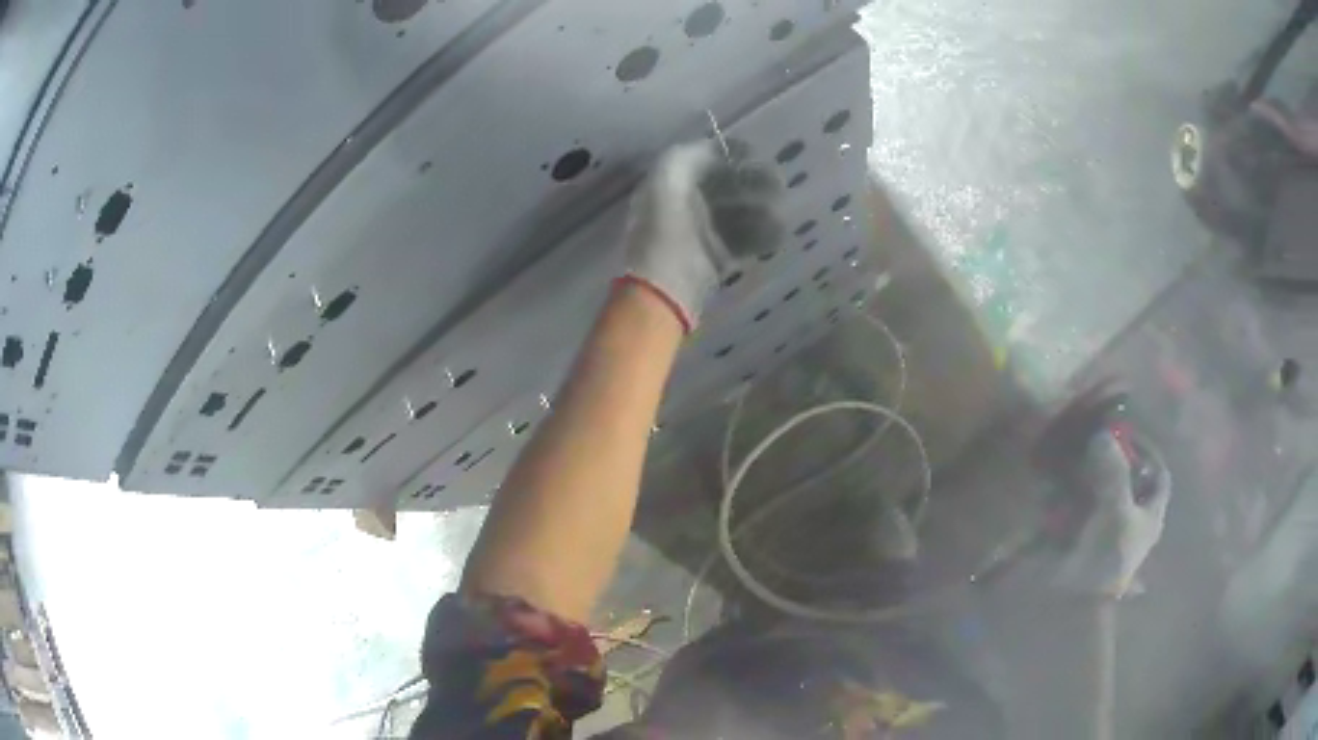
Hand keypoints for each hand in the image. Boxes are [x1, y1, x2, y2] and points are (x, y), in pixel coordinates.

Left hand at [622, 141, 781, 332]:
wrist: (666, 286)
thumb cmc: (665, 228)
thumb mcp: (668, 176)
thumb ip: (690, 154)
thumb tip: (714, 147)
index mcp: (670, 183)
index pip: (704, 160)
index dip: (729, 153)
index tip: (755, 153)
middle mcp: (686, 205)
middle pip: (727, 185)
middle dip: (753, 180)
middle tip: (777, 183)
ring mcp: (703, 233)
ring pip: (741, 211)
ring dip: (763, 207)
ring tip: (778, 213)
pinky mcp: (719, 258)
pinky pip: (747, 240)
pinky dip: (764, 234)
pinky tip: (778, 233)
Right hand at [1053, 431, 1170, 597]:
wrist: (1073, 602)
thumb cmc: (1106, 556)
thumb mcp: (1116, 509)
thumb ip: (1113, 471)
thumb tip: (1103, 434)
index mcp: (1150, 515)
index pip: (1158, 475)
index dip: (1148, 452)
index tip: (1128, 435)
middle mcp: (1132, 521)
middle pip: (1130, 480)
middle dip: (1114, 461)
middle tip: (1096, 443)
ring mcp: (1107, 531)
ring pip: (1103, 492)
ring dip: (1090, 476)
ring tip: (1074, 459)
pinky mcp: (1083, 540)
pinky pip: (1080, 508)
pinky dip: (1071, 495)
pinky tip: (1059, 486)